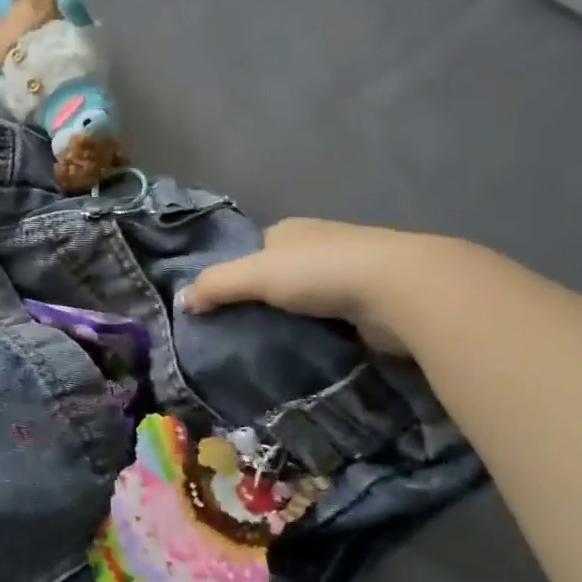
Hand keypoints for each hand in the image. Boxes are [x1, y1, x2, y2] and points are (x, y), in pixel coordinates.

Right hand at [178, 218, 456, 356]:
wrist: (400, 290)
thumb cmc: (320, 272)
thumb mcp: (255, 274)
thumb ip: (216, 285)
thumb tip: (181, 301)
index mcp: (291, 230)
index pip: (255, 251)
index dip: (237, 275)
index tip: (222, 307)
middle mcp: (319, 246)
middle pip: (281, 274)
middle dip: (265, 299)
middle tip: (242, 334)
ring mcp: (348, 273)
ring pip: (307, 298)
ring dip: (294, 318)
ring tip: (270, 348)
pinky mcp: (370, 303)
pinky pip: (332, 319)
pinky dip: (320, 333)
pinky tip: (308, 351)